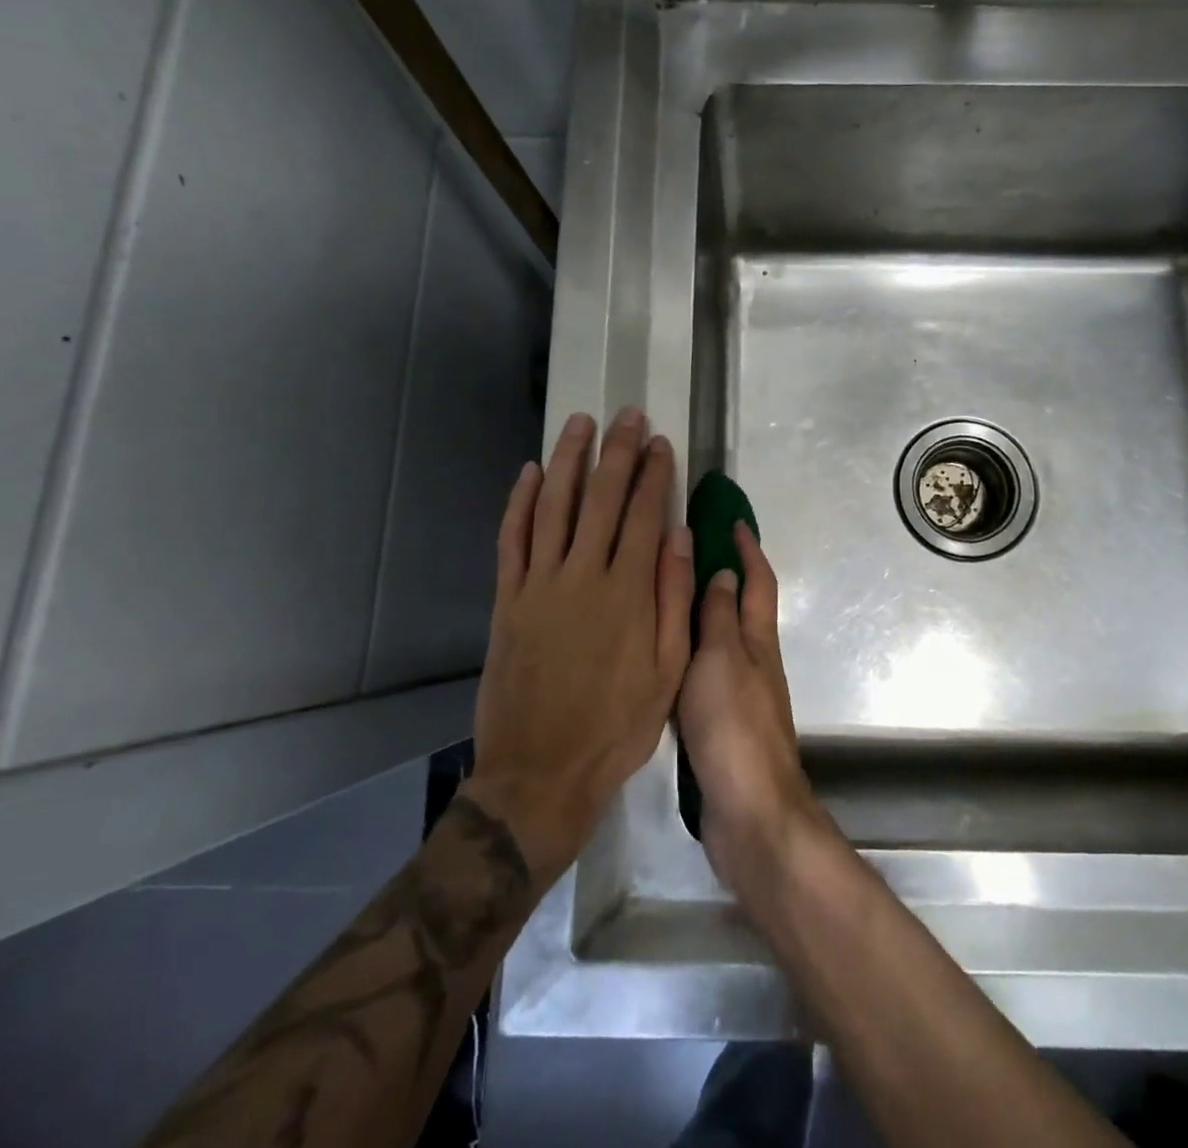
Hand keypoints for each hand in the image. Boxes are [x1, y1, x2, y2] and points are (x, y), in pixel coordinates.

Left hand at [462, 410, 694, 886]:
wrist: (540, 772)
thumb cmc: (616, 726)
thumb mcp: (667, 672)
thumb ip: (675, 600)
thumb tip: (681, 538)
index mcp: (628, 593)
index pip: (645, 515)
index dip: (654, 474)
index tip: (660, 442)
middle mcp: (583, 575)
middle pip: (602, 498)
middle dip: (617, 451)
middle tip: (627, 415)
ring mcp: (539, 584)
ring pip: (553, 505)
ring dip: (567, 460)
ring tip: (580, 423)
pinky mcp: (507, 599)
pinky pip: (512, 538)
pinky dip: (519, 502)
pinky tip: (528, 474)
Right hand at [677, 523, 824, 894]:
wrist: (749, 811)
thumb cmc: (734, 726)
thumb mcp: (722, 659)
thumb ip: (718, 617)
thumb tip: (722, 572)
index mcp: (756, 640)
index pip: (757, 581)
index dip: (748, 548)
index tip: (733, 519)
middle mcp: (753, 660)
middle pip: (741, 606)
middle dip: (723, 574)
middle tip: (686, 550)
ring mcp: (739, 693)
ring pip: (721, 638)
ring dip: (703, 611)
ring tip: (664, 595)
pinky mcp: (722, 723)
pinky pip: (706, 672)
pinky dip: (689, 651)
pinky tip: (662, 655)